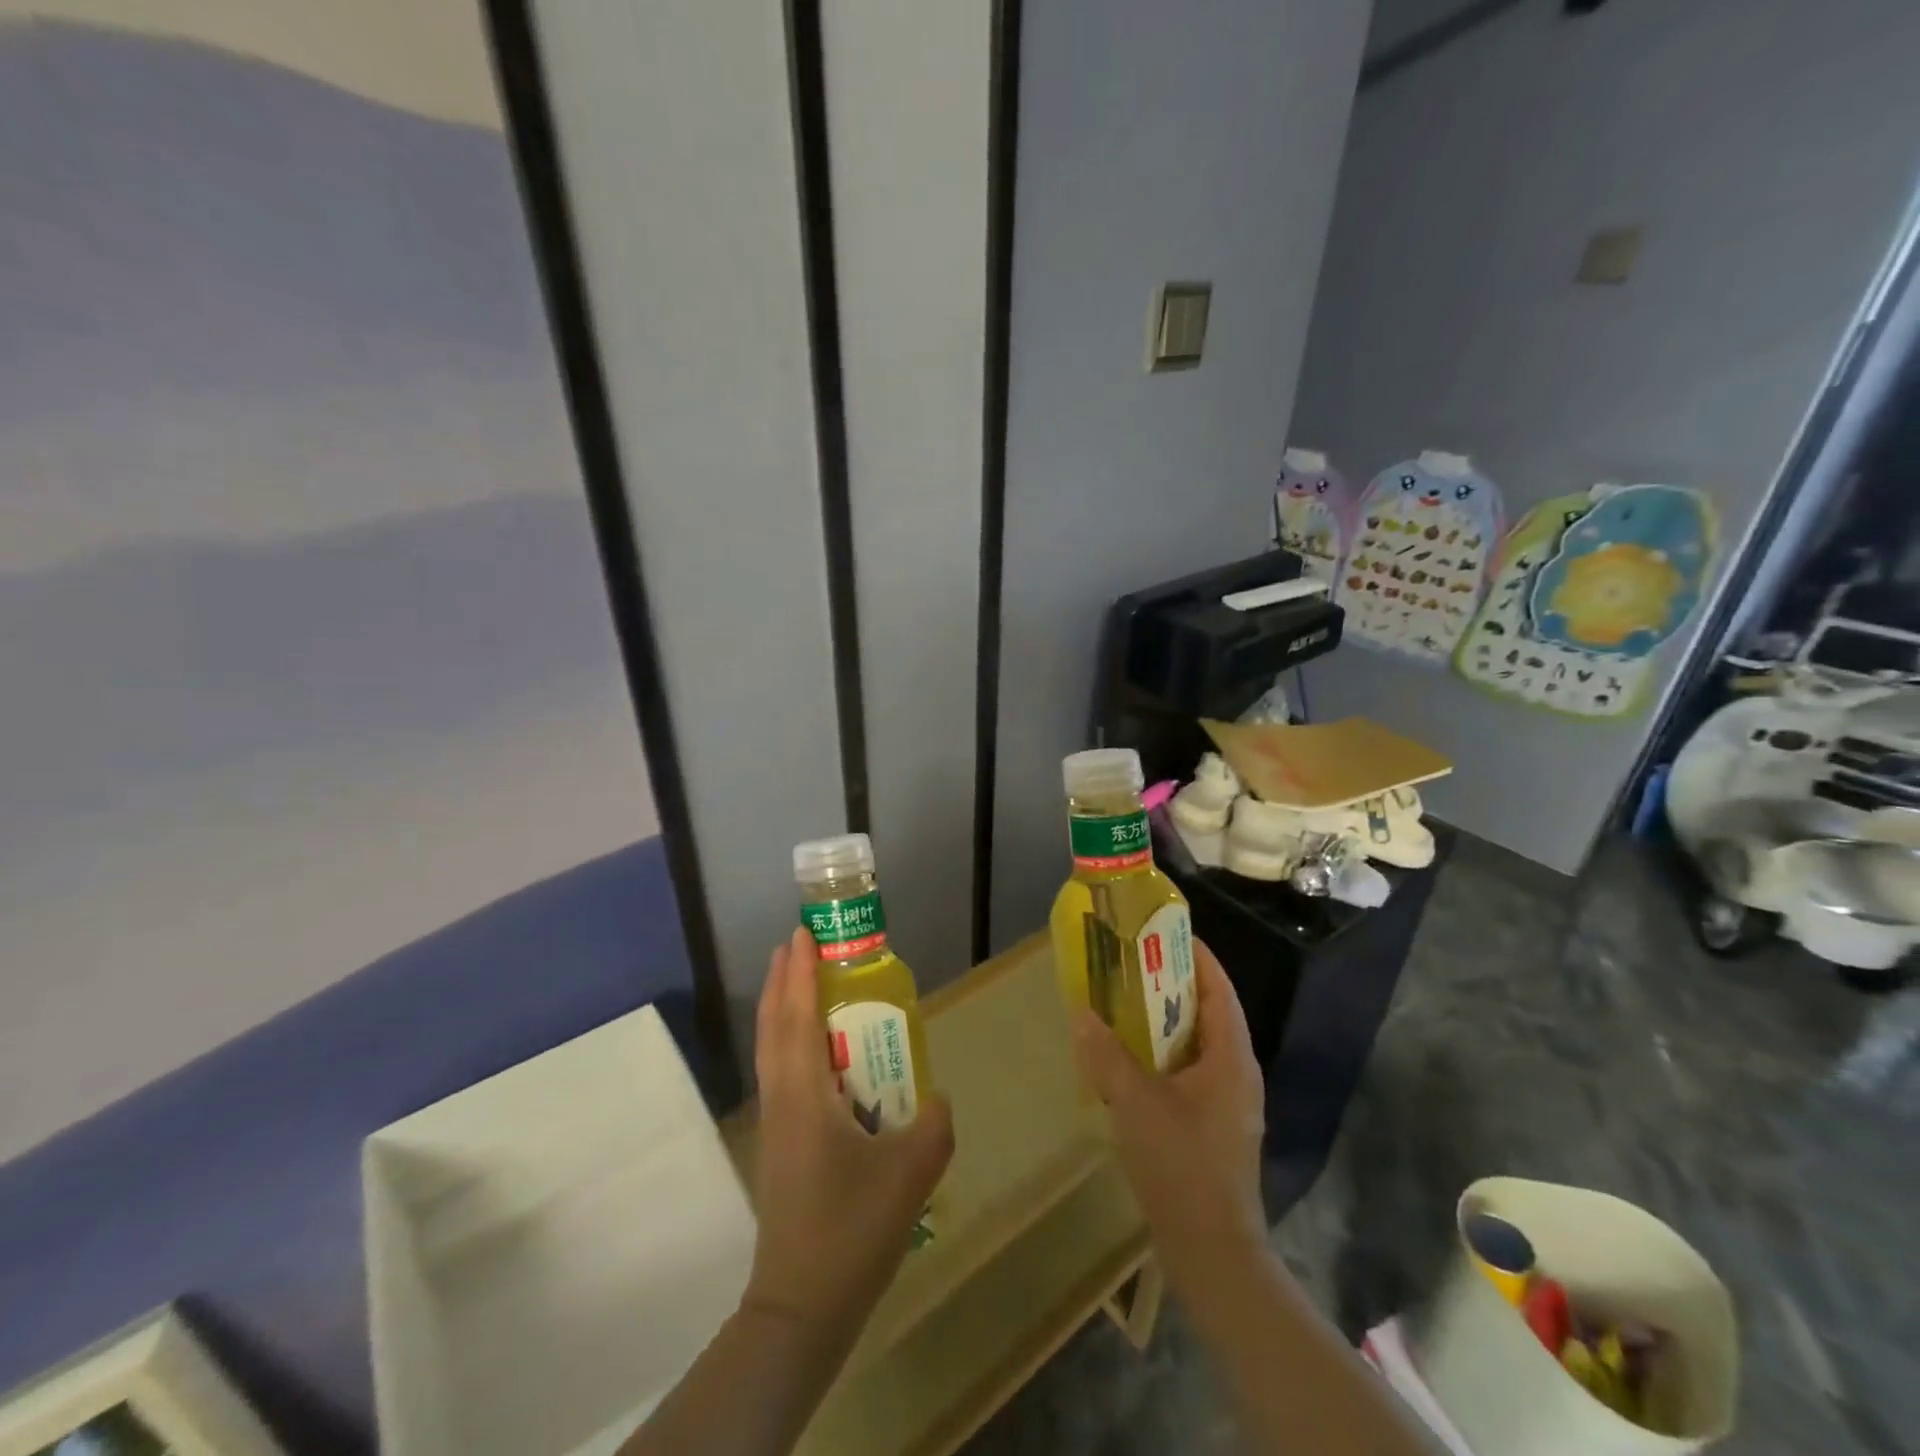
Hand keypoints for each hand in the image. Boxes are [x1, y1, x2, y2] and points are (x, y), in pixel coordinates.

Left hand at [744, 927, 953, 1347]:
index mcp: (805, 1094)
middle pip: (775, 1025)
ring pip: (772, 1049)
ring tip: (803, 982)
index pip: (798, 1016)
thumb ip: (934, 1125)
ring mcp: (776, 1122)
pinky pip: (781, 1072)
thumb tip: (937, 1098)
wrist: (800, 1308)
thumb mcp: (910, 1174)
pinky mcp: (781, 1143)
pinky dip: (790, 1041)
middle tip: (800, 944)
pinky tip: (817, 1051)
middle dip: (784, 980)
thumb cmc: (850, 1231)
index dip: (799, 973)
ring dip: (783, 1008)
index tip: (802, 934)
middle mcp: (783, 1098)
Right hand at [1073, 939, 1265, 1281]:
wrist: (1212, 1253)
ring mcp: (1228, 1102)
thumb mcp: (1136, 1103)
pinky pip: (1190, 1071)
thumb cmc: (1181, 1166)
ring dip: (1165, 1021)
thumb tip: (1082, 1012)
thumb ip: (1106, 1055)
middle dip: (1172, 984)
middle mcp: (1237, 1072)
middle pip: (1207, 1012)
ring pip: (1197, 1044)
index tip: (1163, 931)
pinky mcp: (1215, 1126)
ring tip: (1124, 1003)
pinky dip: (1163, 1055)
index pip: (1219, 989)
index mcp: (1230, 1058)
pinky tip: (1130, 1061)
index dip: (1196, 956)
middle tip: (1131, 963)